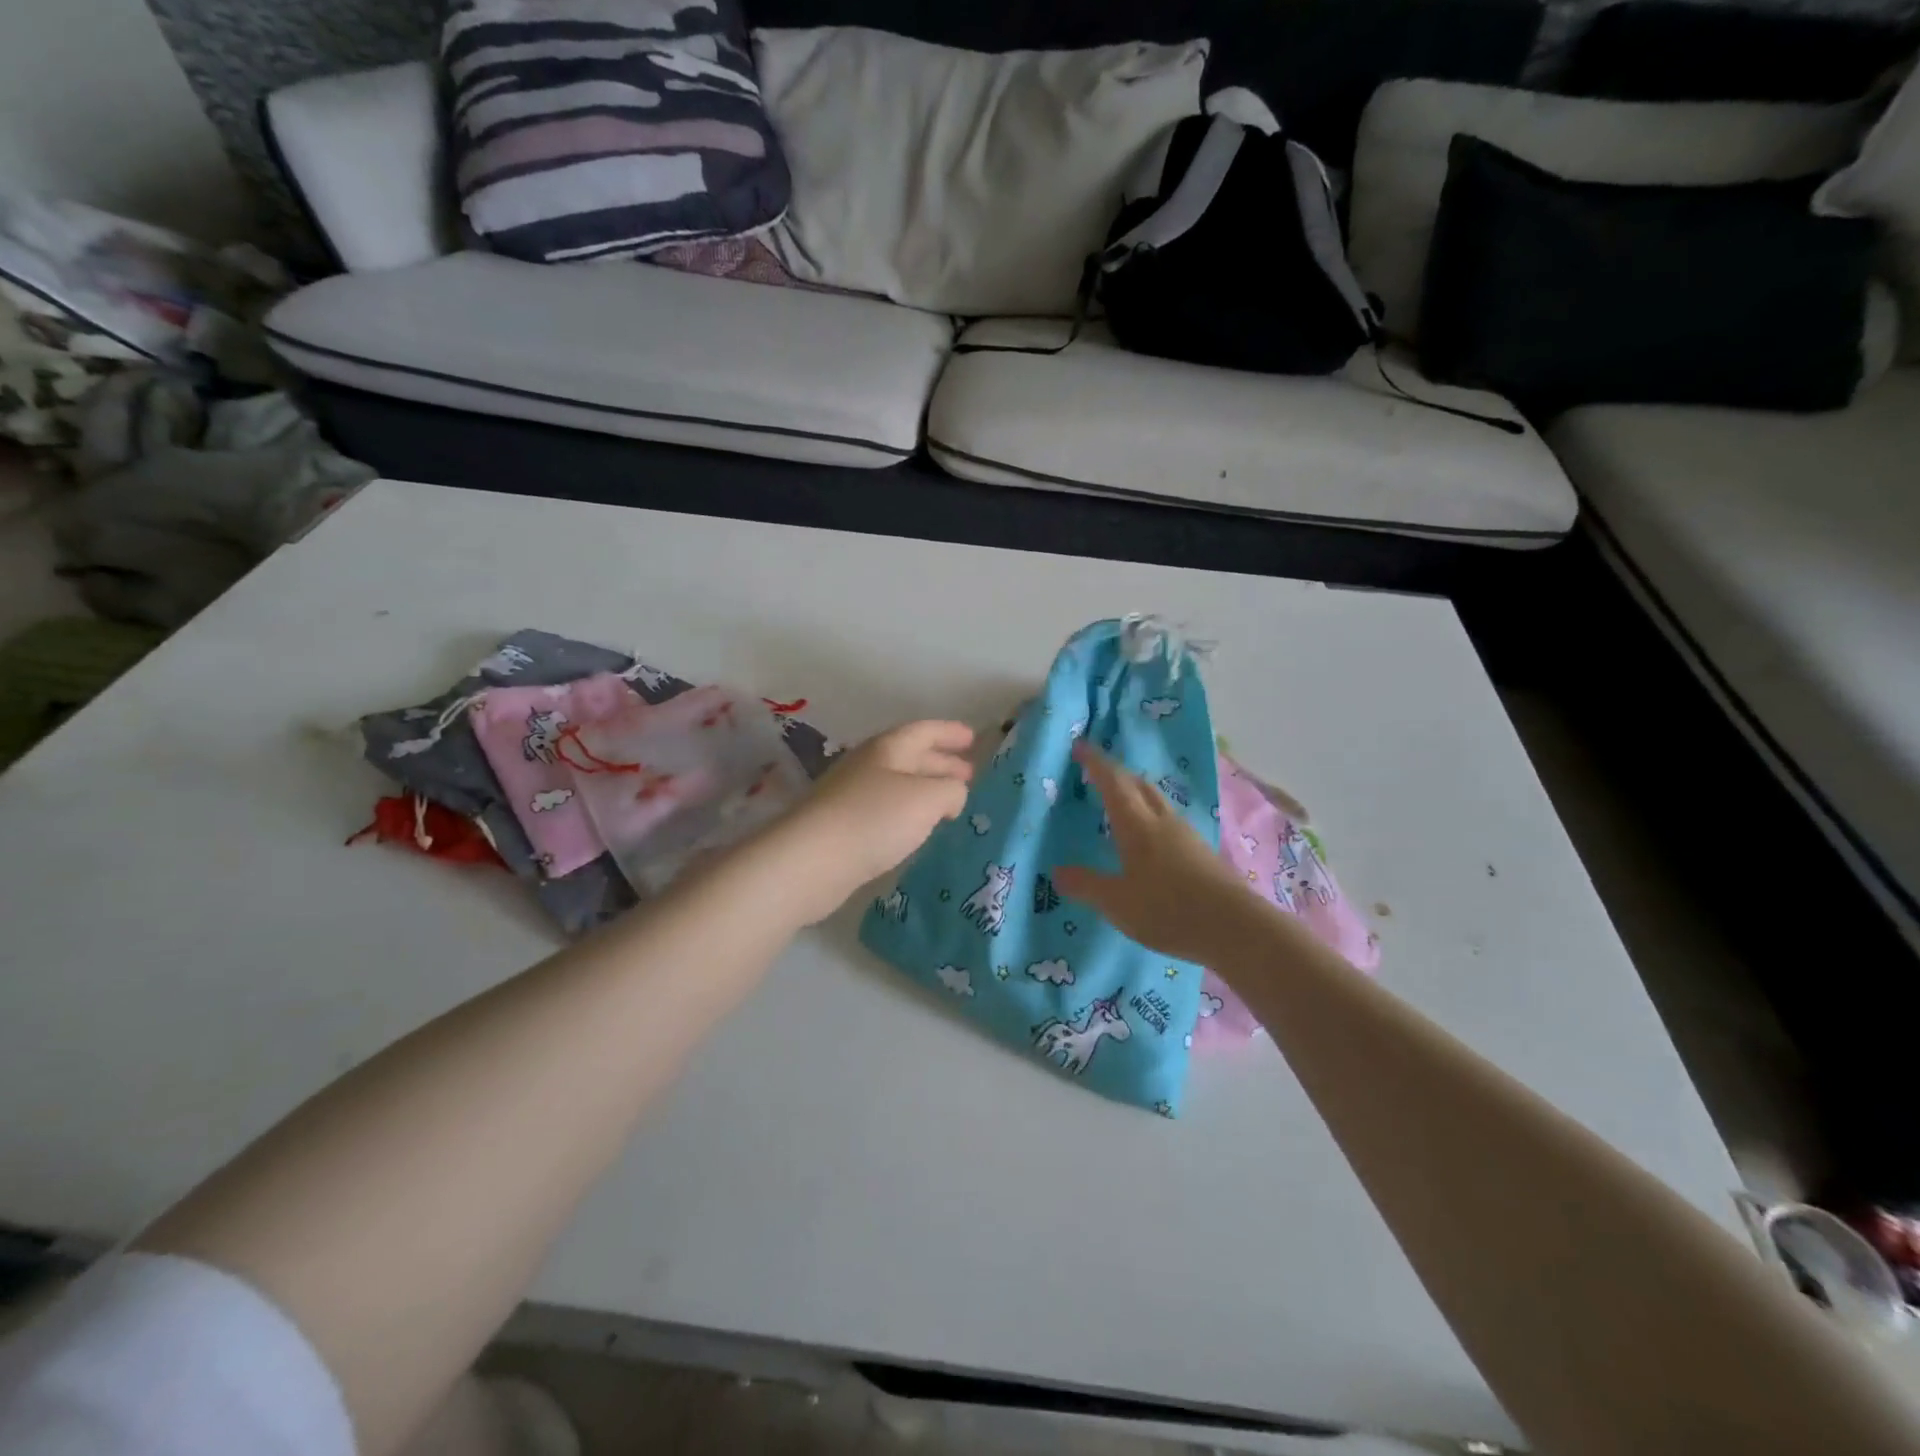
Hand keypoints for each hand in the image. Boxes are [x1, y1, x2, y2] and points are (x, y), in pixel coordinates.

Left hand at [767, 720, 974, 922]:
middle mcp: (868, 765)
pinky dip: (908, 813)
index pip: (924, 731)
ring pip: (898, 785)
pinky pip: (885, 810)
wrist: (811, 861)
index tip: (974, 738)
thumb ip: (951, 790)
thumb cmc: (874, 819)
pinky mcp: (843, 827)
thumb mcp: (927, 798)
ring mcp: (851, 796)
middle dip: (941, 763)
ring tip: (950, 803)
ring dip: (925, 789)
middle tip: (970, 775)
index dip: (950, 732)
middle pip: (910, 756)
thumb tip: (953, 793)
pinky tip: (918, 829)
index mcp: (888, 748)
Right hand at [1053, 743, 1243, 963]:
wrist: (1234, 927)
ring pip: (1156, 800)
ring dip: (1136, 793)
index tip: (1080, 747)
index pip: (1113, 781)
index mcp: (1137, 824)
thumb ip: (1087, 885)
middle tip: (1097, 773)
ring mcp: (1186, 834)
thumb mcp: (1117, 902)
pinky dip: (1151, 815)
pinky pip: (1169, 820)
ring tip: (1121, 802)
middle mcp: (1162, 820)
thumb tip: (1057, 872)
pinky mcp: (1201, 852)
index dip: (1095, 762)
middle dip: (1116, 774)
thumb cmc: (1168, 908)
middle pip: (1138, 784)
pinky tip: (1150, 836)